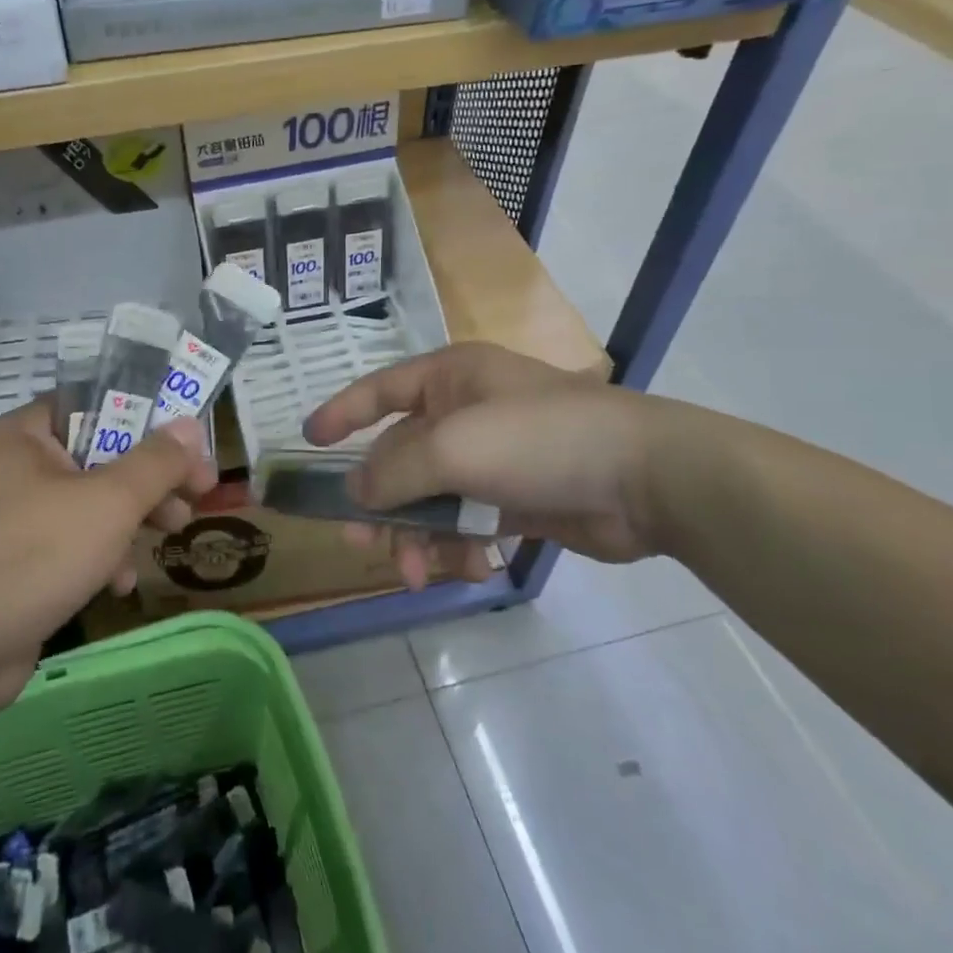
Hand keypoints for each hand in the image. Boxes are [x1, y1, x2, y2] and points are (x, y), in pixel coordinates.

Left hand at [0, 400, 217, 718]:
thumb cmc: (33, 552)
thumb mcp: (109, 500)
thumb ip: (156, 462)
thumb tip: (192, 426)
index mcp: (28, 436)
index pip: (95, 406)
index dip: (147, 420)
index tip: (188, 444)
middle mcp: (17, 470)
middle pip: (100, 458)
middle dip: (150, 479)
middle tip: (196, 494)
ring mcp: (14, 521)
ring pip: (90, 506)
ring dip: (133, 520)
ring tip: (171, 533)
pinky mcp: (17, 568)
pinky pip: (70, 548)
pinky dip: (100, 558)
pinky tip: (118, 584)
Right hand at [303, 343, 663, 588]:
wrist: (645, 479)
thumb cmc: (538, 440)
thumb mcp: (453, 447)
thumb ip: (394, 469)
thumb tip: (354, 492)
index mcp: (449, 379)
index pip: (379, 390)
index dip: (341, 413)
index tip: (307, 440)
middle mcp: (465, 412)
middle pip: (400, 457)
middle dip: (380, 503)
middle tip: (359, 544)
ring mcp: (492, 458)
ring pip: (431, 498)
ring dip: (418, 536)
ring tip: (418, 573)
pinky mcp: (515, 499)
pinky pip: (466, 522)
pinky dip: (459, 546)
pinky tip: (469, 567)